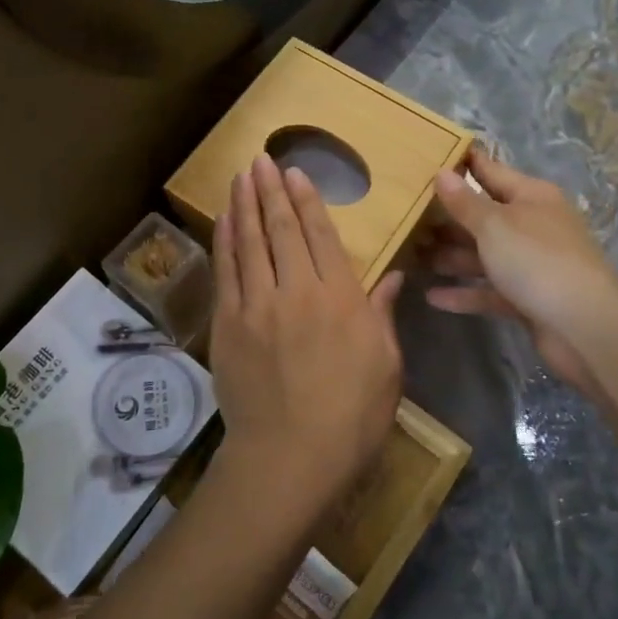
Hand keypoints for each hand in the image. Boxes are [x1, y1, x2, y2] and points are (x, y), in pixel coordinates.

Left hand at [208, 154, 405, 522]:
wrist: (290, 459)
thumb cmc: (351, 417)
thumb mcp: (386, 366)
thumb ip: (383, 315)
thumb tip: (394, 276)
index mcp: (341, 300)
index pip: (321, 236)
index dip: (308, 201)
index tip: (296, 174)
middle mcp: (297, 292)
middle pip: (282, 230)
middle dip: (271, 191)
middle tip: (262, 160)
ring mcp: (257, 306)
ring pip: (250, 243)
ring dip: (244, 206)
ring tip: (241, 176)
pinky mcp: (228, 325)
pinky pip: (226, 273)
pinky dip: (225, 242)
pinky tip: (224, 221)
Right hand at [421, 148, 617, 400]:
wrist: (585, 328)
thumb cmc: (537, 261)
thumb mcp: (495, 225)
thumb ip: (465, 202)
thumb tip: (442, 172)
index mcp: (531, 197)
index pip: (489, 171)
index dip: (461, 164)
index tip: (427, 156)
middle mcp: (532, 225)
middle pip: (483, 216)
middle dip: (446, 218)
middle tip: (405, 216)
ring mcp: (531, 264)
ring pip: (483, 255)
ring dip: (450, 256)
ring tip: (410, 255)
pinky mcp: (527, 298)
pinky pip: (489, 291)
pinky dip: (464, 293)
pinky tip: (432, 296)